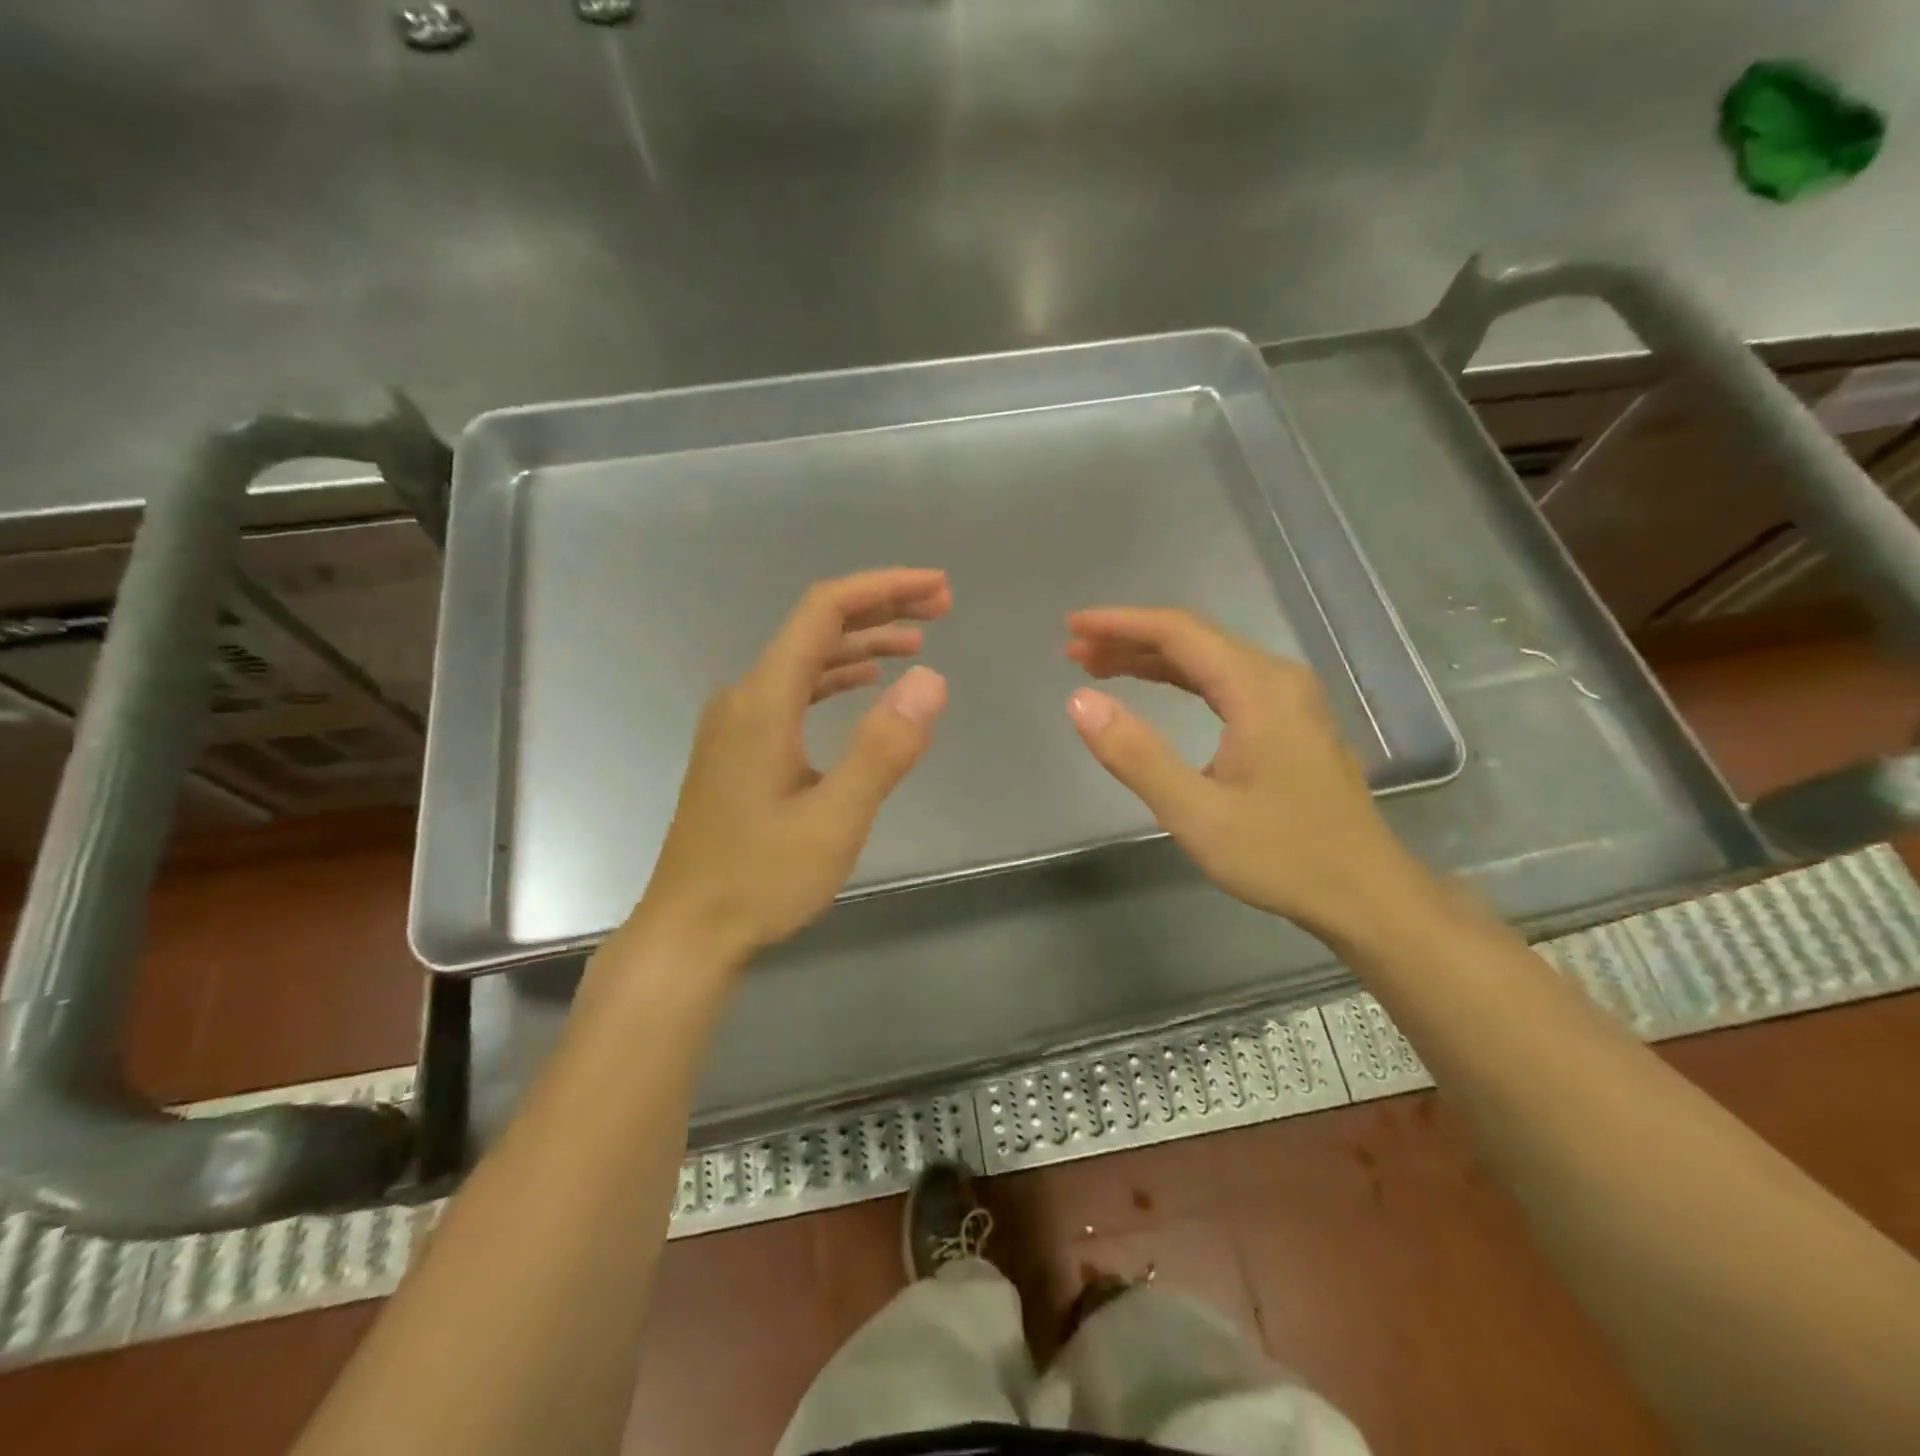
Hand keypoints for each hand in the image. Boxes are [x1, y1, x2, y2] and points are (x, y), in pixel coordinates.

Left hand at [631, 569, 950, 963]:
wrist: (688, 931)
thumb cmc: (760, 879)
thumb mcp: (836, 819)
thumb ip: (884, 748)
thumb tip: (931, 679)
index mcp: (764, 701)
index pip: (824, 611)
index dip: (884, 589)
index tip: (937, 588)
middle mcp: (745, 697)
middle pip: (816, 628)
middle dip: (880, 610)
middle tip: (941, 607)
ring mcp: (738, 723)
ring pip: (805, 661)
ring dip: (862, 645)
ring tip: (917, 643)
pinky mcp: (740, 749)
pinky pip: (794, 692)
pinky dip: (836, 678)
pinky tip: (865, 686)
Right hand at [1065, 607, 1433, 944]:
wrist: (1367, 894)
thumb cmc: (1281, 855)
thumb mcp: (1196, 813)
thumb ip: (1136, 755)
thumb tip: (1079, 701)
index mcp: (1258, 688)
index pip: (1178, 632)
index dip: (1119, 624)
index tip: (1072, 626)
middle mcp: (1277, 678)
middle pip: (1193, 638)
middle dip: (1129, 638)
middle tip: (1073, 651)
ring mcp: (1289, 698)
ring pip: (1209, 659)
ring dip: (1151, 658)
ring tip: (1097, 666)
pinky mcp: (1290, 720)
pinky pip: (1225, 681)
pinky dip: (1180, 678)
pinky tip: (1153, 687)